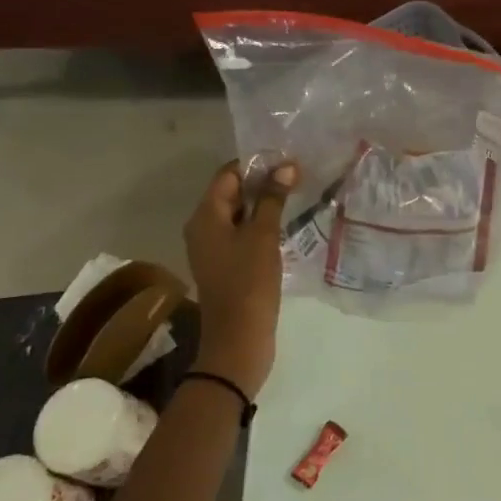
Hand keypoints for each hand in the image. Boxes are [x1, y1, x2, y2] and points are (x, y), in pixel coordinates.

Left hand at [183, 160, 297, 396]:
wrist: (238, 340)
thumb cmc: (249, 282)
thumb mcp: (263, 235)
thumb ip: (273, 198)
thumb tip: (285, 167)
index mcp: (205, 216)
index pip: (228, 174)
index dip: (257, 164)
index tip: (288, 160)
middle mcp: (203, 228)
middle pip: (232, 192)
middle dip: (263, 182)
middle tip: (297, 175)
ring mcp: (213, 248)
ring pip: (239, 214)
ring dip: (264, 203)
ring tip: (296, 195)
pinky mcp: (226, 265)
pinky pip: (242, 233)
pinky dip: (261, 224)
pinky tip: (285, 224)